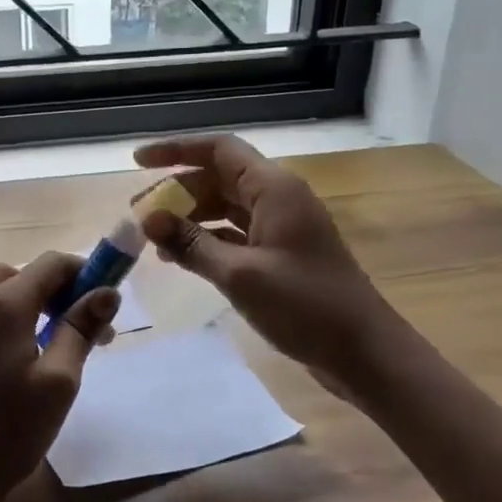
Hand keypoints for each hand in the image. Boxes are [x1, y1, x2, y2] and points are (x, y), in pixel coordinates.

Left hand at [0, 248, 118, 501]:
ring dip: (23, 293)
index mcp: (8, 305)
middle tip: (85, 330)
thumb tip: (106, 292)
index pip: (51, 265)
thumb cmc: (14, 428)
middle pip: (26, 274)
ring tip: (47, 326)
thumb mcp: (60, 380)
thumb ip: (80, 328)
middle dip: (59, 291)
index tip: (103, 302)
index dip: (82, 274)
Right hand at [134, 134, 377, 383]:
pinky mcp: (281, 255)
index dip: (176, 149)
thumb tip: (147, 219)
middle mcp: (277, 198)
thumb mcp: (239, 274)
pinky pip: (235, 234)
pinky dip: (207, 240)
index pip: (219, 150)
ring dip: (190, 218)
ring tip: (154, 240)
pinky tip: (181, 259)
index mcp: (274, 189)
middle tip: (138, 214)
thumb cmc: (305, 306)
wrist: (363, 352)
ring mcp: (281, 227)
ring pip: (225, 207)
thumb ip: (191, 243)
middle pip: (218, 178)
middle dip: (176, 191)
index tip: (138, 160)